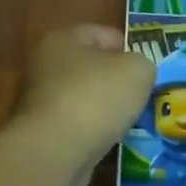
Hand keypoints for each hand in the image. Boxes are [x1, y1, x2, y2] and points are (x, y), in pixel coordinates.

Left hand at [12, 25, 154, 185]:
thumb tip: (136, 73)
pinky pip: (76, 126)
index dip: (127, 47)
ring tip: (129, 120)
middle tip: (141, 94)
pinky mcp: (41, 134)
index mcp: (63, 40)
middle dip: (115, 80)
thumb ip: (142, 64)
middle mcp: (44, 66)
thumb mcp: (137, 70)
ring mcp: (39, 102)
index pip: (101, 34)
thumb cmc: (96, 97)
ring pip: (83, 98)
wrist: (56, 151)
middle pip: (90, 67)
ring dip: (104, 108)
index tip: (146, 67)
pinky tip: (109, 141)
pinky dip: (92, 131)